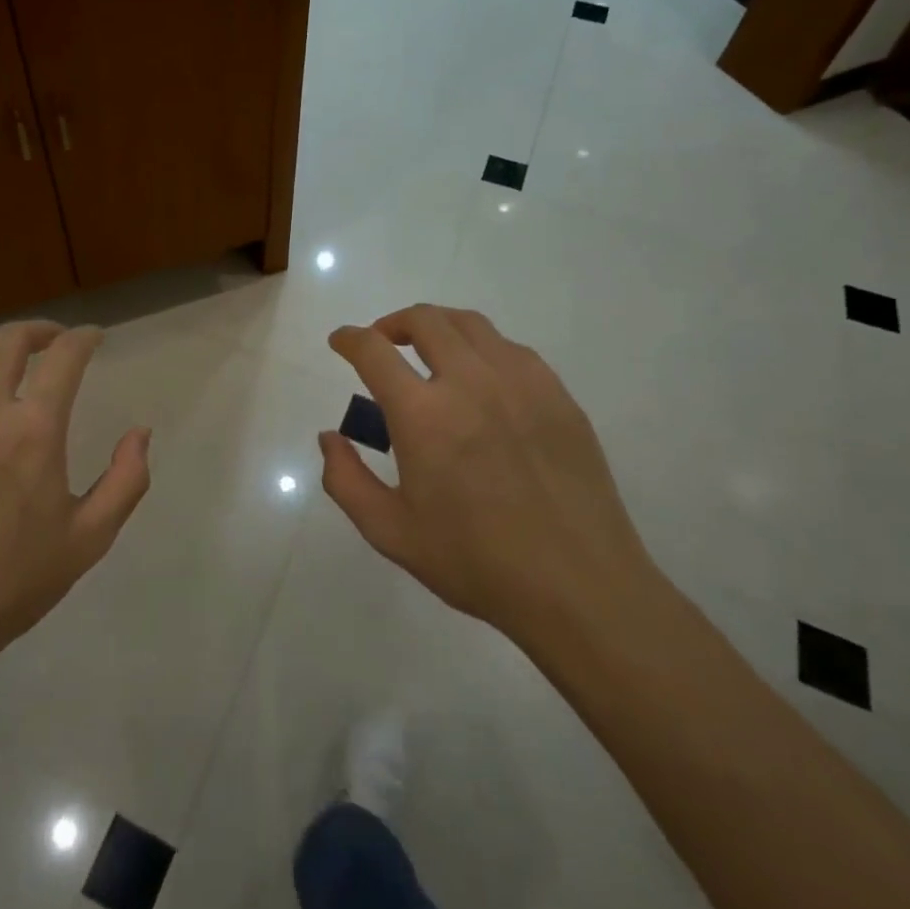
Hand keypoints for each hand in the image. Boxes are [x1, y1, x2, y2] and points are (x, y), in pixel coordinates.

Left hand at [0, 321, 150, 673]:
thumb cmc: (10, 584)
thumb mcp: (89, 539)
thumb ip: (126, 480)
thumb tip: (140, 432)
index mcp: (33, 429)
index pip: (65, 356)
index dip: (84, 338)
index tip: (93, 337)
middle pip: (10, 339)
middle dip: (40, 331)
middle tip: (54, 341)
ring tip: (3, 356)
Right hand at [318, 304, 661, 649]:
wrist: (579, 587)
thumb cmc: (476, 562)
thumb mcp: (390, 532)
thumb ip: (346, 480)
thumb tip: (330, 437)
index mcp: (423, 414)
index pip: (374, 350)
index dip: (350, 338)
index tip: (341, 342)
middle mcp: (470, 382)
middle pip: (424, 320)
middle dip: (392, 323)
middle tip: (383, 343)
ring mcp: (521, 383)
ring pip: (470, 324)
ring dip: (438, 327)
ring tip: (429, 350)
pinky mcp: (558, 394)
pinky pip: (511, 349)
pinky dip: (482, 348)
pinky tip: (481, 378)